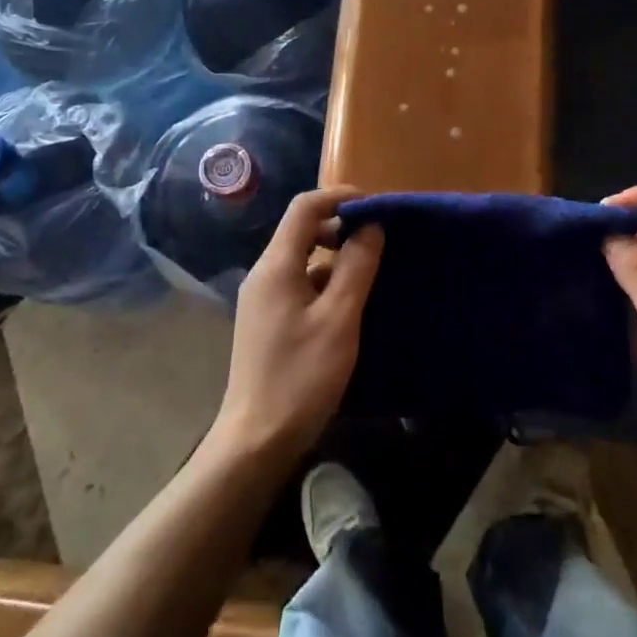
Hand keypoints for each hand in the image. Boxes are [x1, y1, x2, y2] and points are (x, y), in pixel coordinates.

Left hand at [210, 186, 382, 464]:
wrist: (256, 440)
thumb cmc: (301, 377)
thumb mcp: (339, 319)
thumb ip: (356, 267)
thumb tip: (371, 226)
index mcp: (276, 266)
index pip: (305, 207)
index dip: (340, 197)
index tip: (377, 206)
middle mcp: (264, 274)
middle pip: (302, 230)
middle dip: (341, 227)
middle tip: (380, 240)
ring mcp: (263, 299)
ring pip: (303, 260)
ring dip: (336, 257)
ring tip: (373, 271)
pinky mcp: (268, 321)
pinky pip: (300, 284)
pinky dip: (326, 282)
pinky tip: (352, 304)